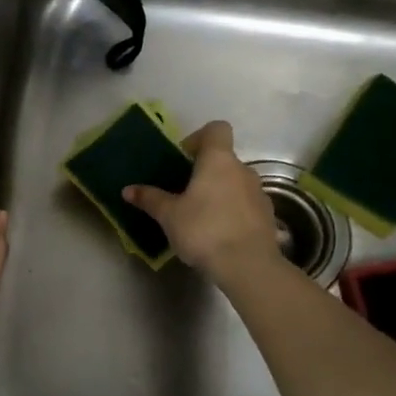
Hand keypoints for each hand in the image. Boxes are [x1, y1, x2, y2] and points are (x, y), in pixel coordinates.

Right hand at [123, 120, 279, 282]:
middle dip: (204, 172)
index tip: (183, 158)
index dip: (199, 138)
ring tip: (200, 217)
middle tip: (183, 194)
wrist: (247, 266)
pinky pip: (245, 204)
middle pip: (223, 159)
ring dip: (219, 193)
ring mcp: (259, 193)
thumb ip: (150, 199)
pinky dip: (233, 212)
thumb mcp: (169, 215)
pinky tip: (219, 234)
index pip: (216, 129)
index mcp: (218, 160)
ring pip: (235, 183)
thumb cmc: (204, 230)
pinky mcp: (267, 216)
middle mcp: (242, 169)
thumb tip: (128, 190)